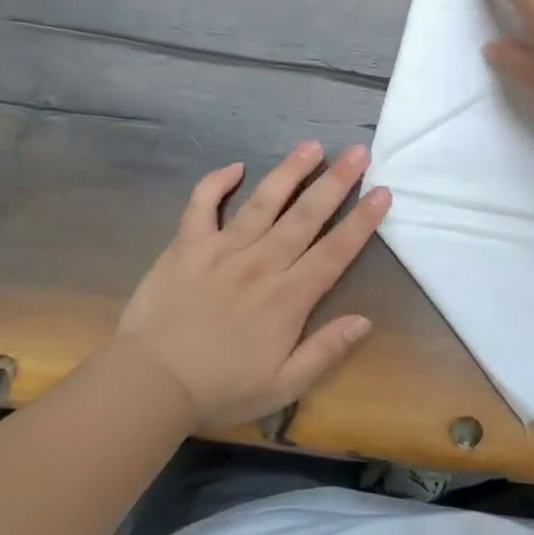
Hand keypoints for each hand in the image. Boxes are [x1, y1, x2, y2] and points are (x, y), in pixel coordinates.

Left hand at [111, 142, 390, 429]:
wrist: (151, 384)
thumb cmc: (221, 389)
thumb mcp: (284, 386)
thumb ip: (326, 351)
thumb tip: (365, 321)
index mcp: (288, 297)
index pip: (335, 251)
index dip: (361, 221)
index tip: (382, 193)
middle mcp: (261, 263)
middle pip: (306, 215)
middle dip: (336, 181)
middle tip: (358, 151)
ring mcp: (222, 250)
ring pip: (263, 201)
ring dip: (290, 171)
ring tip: (311, 146)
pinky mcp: (187, 245)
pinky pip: (202, 204)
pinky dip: (216, 183)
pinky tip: (236, 167)